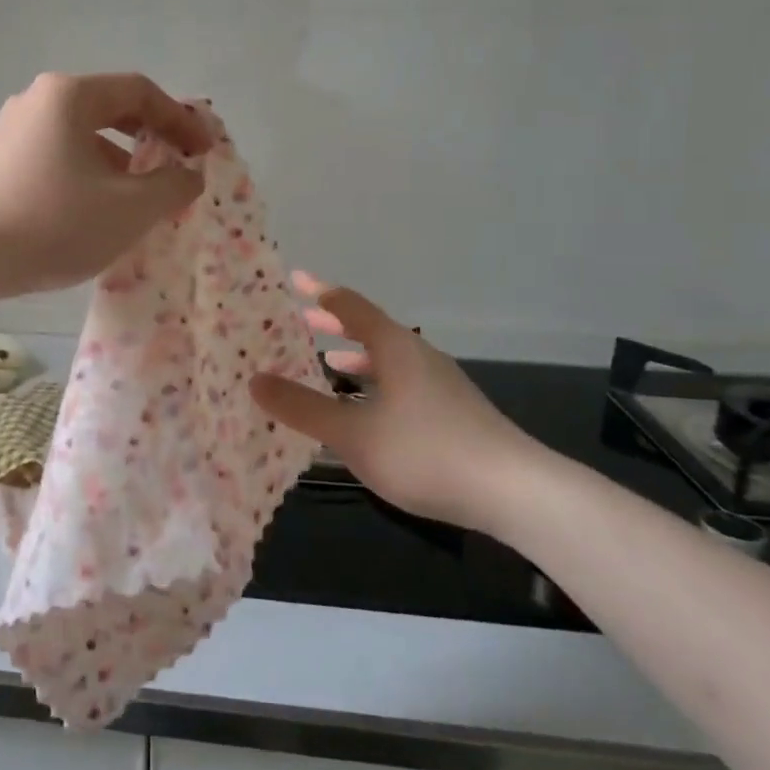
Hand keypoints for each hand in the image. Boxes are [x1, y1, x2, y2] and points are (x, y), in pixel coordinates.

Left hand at [0, 72, 210, 296]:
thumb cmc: (54, 223)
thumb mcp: (129, 208)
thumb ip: (172, 185)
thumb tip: (189, 174)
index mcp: (70, 95)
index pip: (140, 92)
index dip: (180, 119)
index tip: (204, 152)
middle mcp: (38, 99)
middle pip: (110, 108)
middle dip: (150, 139)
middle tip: (177, 167)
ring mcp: (13, 129)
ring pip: (82, 135)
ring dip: (120, 161)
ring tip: (140, 198)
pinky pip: (58, 154)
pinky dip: (89, 173)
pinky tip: (96, 209)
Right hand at [249, 273, 562, 534]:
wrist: (514, 491)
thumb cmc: (424, 452)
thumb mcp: (352, 433)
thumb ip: (302, 407)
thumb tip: (254, 380)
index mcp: (394, 348)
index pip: (350, 306)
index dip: (320, 292)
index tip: (294, 279)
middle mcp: (419, 356)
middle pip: (371, 329)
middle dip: (335, 324)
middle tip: (303, 320)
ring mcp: (440, 385)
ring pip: (388, 359)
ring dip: (355, 358)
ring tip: (328, 365)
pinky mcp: (452, 412)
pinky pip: (401, 383)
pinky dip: (374, 385)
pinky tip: (367, 413)